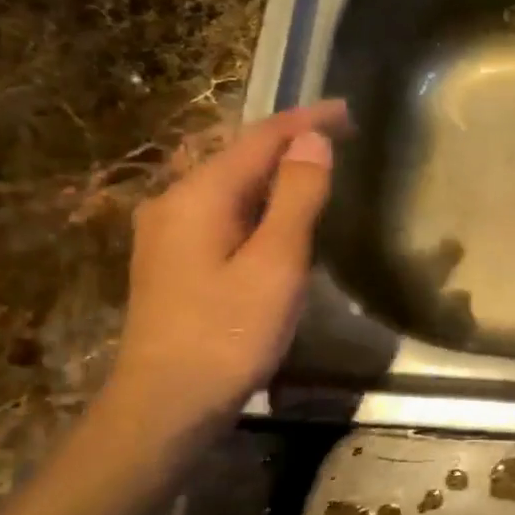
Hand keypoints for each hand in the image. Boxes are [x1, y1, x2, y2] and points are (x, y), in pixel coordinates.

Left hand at [107, 101, 350, 438]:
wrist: (167, 404)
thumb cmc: (229, 333)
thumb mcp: (276, 263)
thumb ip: (297, 197)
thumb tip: (313, 141)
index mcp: (199, 195)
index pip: (260, 138)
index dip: (306, 120)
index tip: (347, 110)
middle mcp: (175, 201)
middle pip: (239, 155)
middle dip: (290, 140)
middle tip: (339, 135)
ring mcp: (168, 232)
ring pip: (230, 183)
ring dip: (275, 170)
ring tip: (316, 165)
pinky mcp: (172, 259)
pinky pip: (222, 209)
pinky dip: (258, 200)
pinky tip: (278, 214)